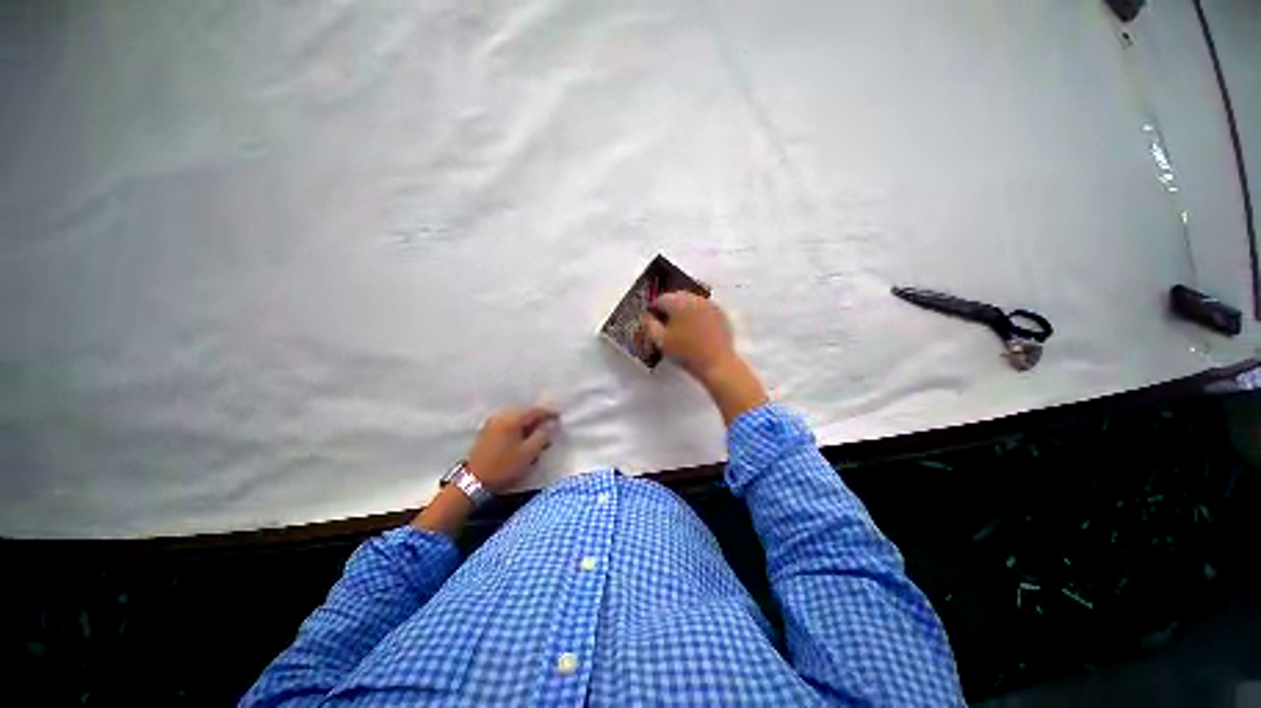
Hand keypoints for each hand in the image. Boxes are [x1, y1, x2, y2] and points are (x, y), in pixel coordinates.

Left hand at [466, 407, 557, 492]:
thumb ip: (543, 436)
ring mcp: (492, 423)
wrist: (473, 482)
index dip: (550, 413)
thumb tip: (550, 425)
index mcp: (512, 418)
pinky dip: (518, 430)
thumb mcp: (529, 453)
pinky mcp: (487, 432)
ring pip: (517, 420)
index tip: (560, 418)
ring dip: (528, 426)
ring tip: (537, 438)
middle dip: (538, 421)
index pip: (536, 410)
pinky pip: (508, 425)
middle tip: (550, 430)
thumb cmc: (504, 467)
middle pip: (526, 413)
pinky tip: (522, 441)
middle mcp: (501, 416)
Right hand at [639, 292, 737, 382]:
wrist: (716, 363)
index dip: (653, 310)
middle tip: (665, 325)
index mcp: (678, 302)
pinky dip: (697, 315)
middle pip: (677, 297)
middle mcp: (695, 298)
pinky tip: (695, 330)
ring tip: (680, 328)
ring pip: (691, 302)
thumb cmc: (685, 352)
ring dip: (683, 311)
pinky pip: (703, 309)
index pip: (660, 299)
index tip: (652, 322)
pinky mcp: (720, 314)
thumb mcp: (660, 341)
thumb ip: (649, 325)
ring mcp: (710, 305)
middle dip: (669, 308)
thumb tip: (646, 316)